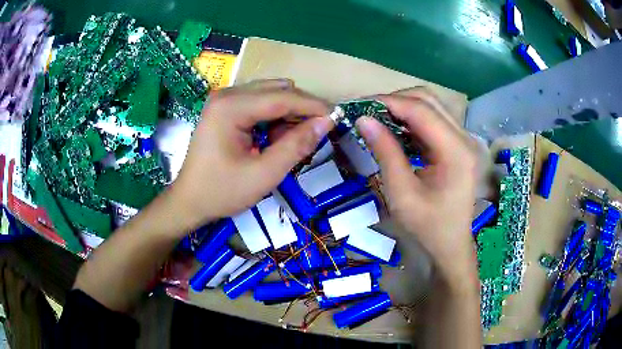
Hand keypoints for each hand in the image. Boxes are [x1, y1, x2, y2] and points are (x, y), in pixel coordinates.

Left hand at [170, 80, 333, 230]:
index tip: (338, 117)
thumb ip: (296, 146)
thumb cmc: (221, 192)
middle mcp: (227, 94)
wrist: (189, 201)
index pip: (283, 97)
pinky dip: (274, 117)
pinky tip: (273, 139)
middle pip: (278, 90)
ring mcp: (224, 99)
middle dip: (301, 110)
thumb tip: (326, 122)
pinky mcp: (225, 107)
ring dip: (288, 114)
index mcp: (231, 107)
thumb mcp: (263, 175)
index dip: (314, 106)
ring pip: (271, 94)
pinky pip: (259, 103)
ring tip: (290, 142)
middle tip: (315, 135)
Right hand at [356, 88, 477, 284]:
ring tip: (377, 119)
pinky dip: (411, 120)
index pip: (421, 110)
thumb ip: (385, 152)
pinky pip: (432, 120)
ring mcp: (462, 140)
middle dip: (395, 101)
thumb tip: (363, 120)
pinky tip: (395, 131)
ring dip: (403, 108)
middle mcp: (464, 138)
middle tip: (367, 113)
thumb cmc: (427, 227)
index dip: (389, 102)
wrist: (451, 244)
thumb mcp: (401, 194)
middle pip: (428, 100)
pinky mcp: (457, 145)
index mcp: (456, 151)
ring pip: (430, 106)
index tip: (359, 106)